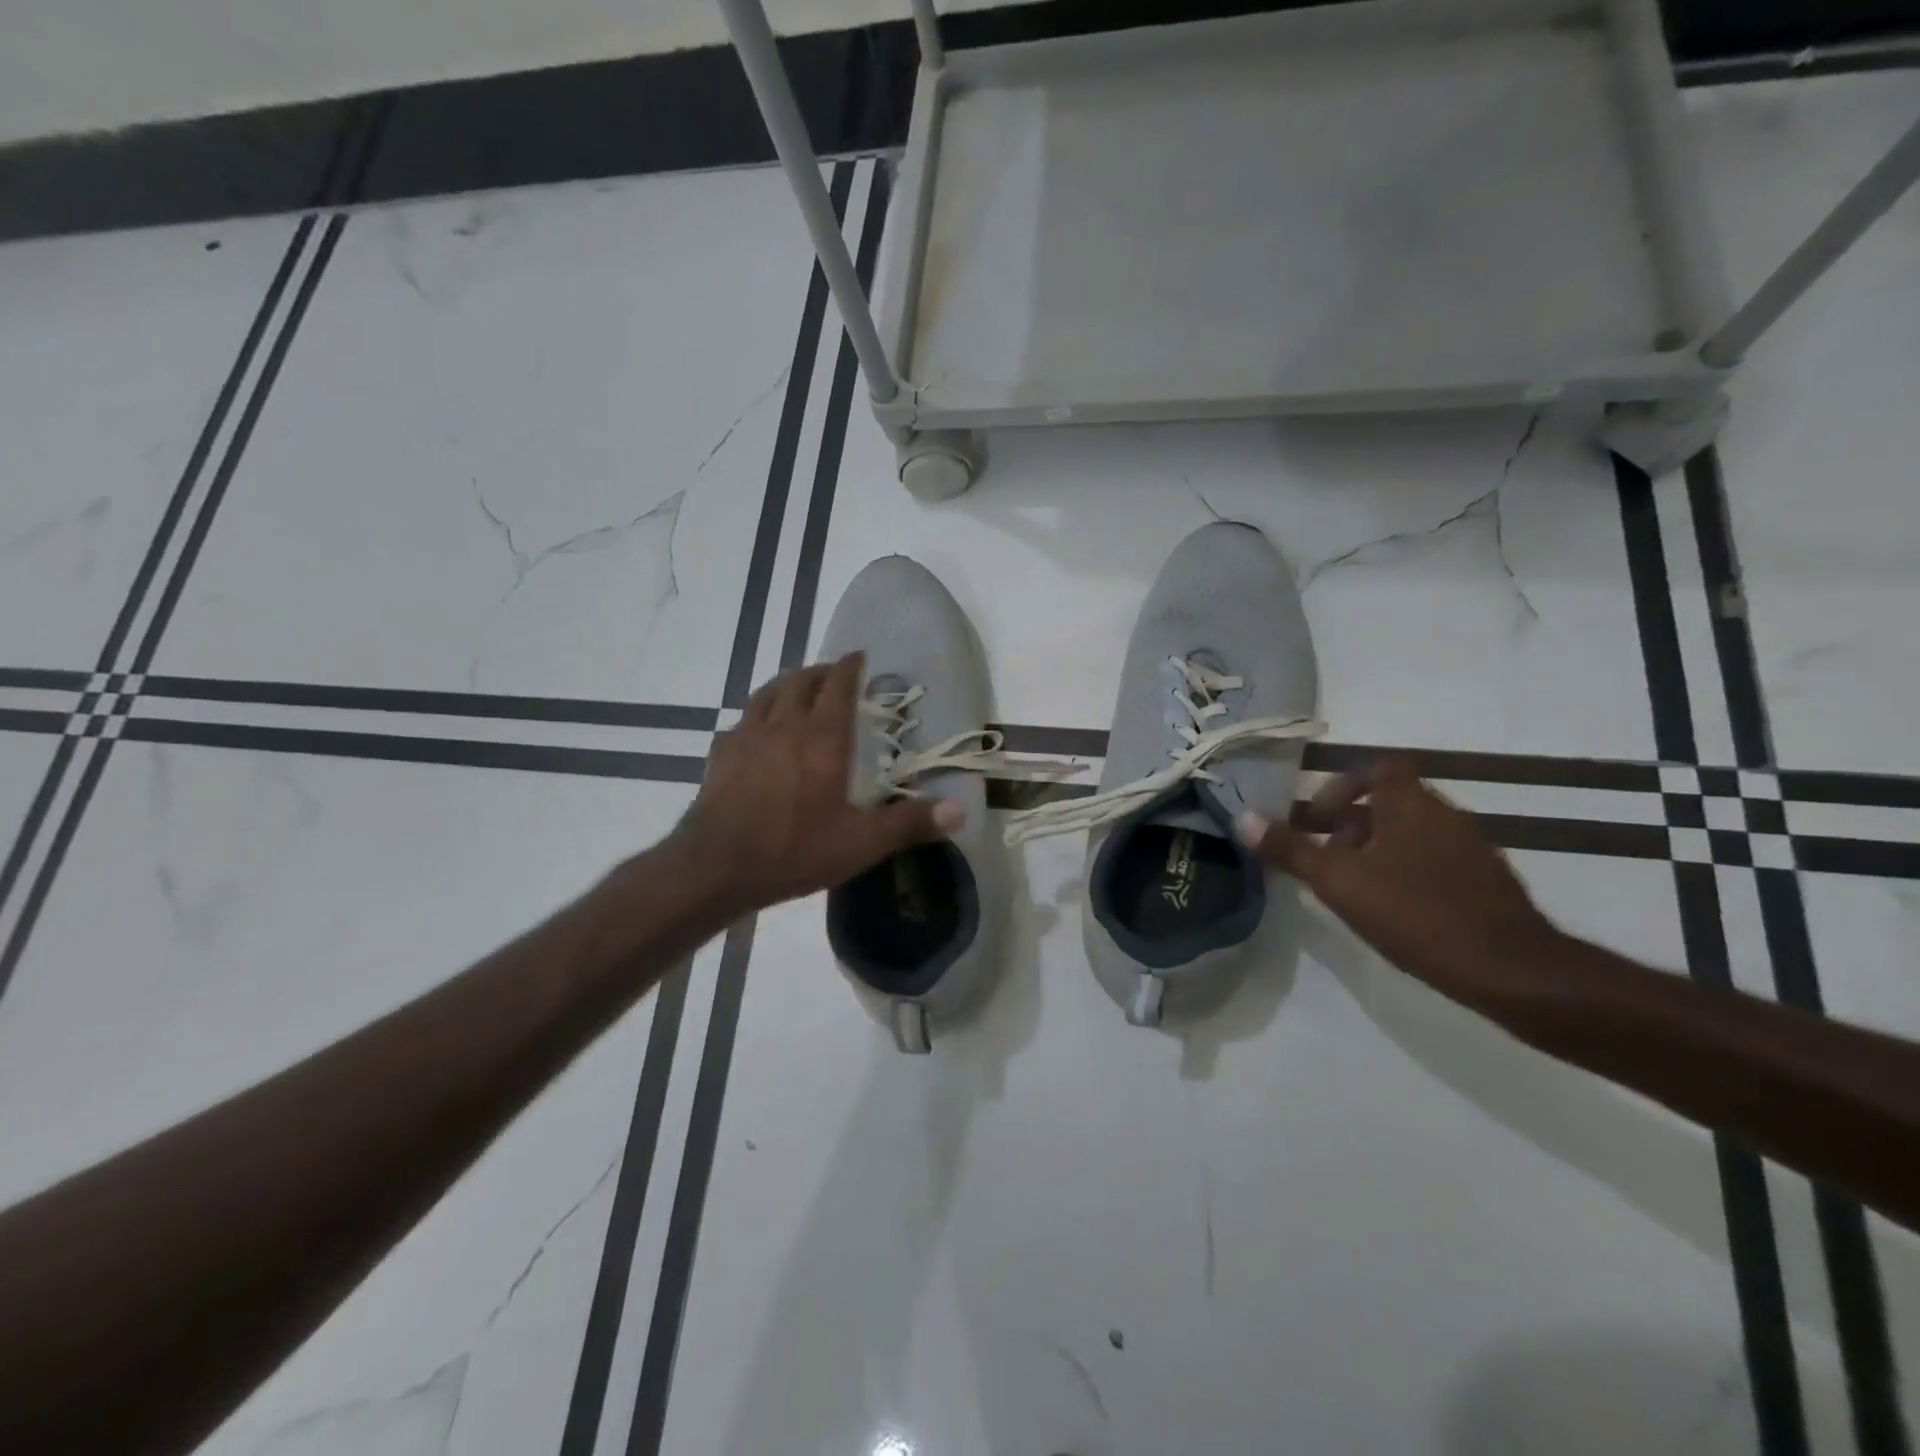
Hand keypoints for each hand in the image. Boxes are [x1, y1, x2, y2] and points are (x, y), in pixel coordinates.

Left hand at [668, 654, 961, 915]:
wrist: (715, 868)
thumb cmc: (794, 850)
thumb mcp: (861, 843)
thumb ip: (910, 823)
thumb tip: (961, 810)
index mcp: (821, 738)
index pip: (838, 686)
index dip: (851, 667)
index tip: (861, 656)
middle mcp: (783, 726)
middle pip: (801, 681)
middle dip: (821, 672)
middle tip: (835, 676)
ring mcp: (747, 738)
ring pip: (767, 694)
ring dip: (787, 685)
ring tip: (799, 691)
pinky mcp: (720, 757)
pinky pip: (741, 722)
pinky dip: (756, 716)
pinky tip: (757, 733)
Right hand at [1235, 758, 1564, 993]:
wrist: (1511, 970)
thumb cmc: (1416, 913)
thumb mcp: (1340, 882)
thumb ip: (1290, 849)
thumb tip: (1242, 818)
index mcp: (1411, 803)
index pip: (1377, 768)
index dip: (1342, 786)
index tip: (1318, 818)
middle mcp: (1445, 814)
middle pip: (1390, 802)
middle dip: (1351, 825)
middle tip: (1325, 858)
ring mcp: (1472, 848)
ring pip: (1412, 834)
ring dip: (1378, 850)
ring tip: (1353, 888)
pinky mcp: (1487, 882)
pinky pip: (1436, 861)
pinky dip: (1408, 872)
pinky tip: (1395, 911)